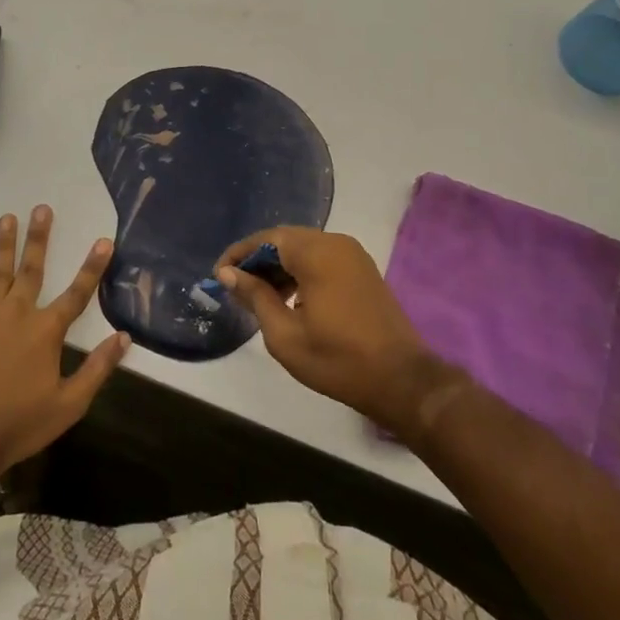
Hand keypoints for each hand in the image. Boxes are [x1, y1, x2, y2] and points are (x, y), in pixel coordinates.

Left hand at [0, 205, 129, 478]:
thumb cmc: (21, 423)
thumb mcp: (70, 403)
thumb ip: (98, 368)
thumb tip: (124, 338)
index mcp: (47, 330)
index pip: (78, 292)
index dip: (93, 266)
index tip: (104, 240)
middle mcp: (19, 314)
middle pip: (32, 269)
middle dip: (39, 237)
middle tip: (42, 209)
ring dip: (3, 244)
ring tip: (7, 217)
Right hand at [216, 227, 464, 438]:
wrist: (401, 380)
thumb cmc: (338, 360)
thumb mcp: (285, 335)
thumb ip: (255, 297)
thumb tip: (228, 274)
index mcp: (316, 253)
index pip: (267, 239)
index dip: (239, 255)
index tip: (218, 276)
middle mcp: (336, 243)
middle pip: (285, 240)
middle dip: (257, 260)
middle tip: (235, 287)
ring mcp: (353, 255)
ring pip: (304, 249)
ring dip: (279, 266)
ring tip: (258, 297)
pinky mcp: (363, 270)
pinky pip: (322, 259)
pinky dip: (300, 272)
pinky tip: (289, 299)